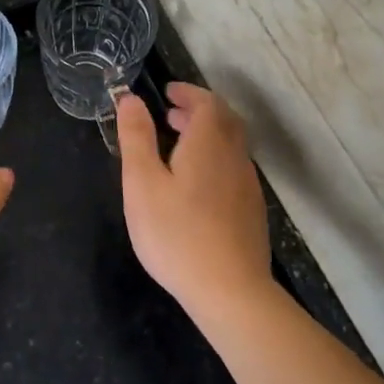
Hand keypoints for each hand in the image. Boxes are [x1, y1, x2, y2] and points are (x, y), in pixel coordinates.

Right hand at [116, 83, 271, 322]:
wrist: (230, 292)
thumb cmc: (177, 233)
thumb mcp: (142, 183)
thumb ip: (136, 137)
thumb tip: (131, 99)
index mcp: (209, 143)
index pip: (207, 102)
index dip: (188, 92)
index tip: (167, 92)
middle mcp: (235, 157)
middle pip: (225, 120)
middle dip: (199, 110)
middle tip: (170, 114)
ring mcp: (247, 186)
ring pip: (232, 145)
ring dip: (208, 135)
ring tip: (178, 145)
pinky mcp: (251, 211)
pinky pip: (234, 168)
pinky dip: (215, 158)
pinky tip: (196, 183)